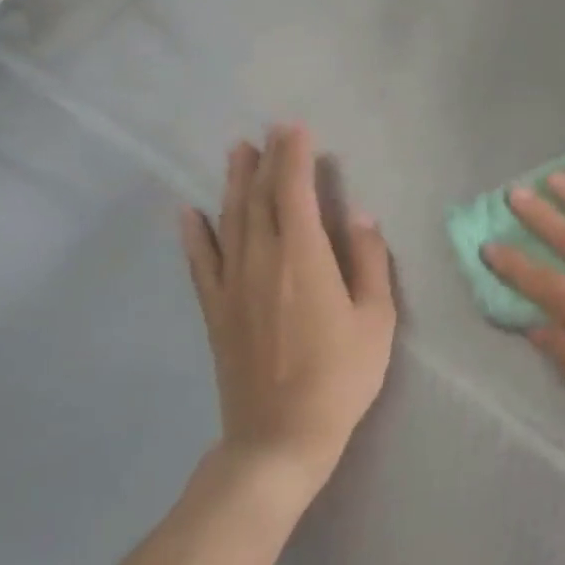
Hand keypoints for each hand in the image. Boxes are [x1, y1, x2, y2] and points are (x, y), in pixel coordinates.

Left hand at [180, 124, 396, 497]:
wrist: (280, 436)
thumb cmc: (340, 376)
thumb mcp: (376, 318)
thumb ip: (368, 261)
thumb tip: (358, 216)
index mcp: (303, 258)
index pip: (294, 192)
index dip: (294, 157)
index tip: (296, 129)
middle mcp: (260, 260)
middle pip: (259, 198)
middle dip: (266, 161)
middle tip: (269, 132)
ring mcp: (231, 285)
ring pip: (229, 220)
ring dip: (233, 183)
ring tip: (237, 152)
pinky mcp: (215, 309)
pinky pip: (200, 261)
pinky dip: (194, 233)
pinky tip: (189, 212)